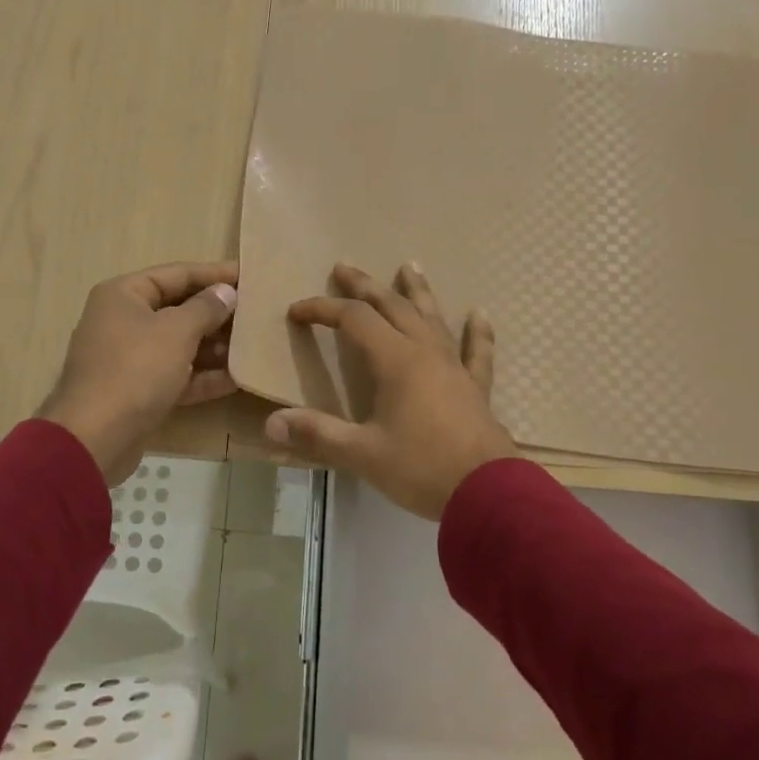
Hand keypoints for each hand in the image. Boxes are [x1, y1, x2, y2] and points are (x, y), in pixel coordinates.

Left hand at [39, 261, 239, 485]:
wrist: (96, 437)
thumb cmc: (136, 369)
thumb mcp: (176, 331)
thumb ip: (206, 308)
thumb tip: (226, 292)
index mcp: (124, 295)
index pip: (176, 274)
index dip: (214, 274)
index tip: (249, 276)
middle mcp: (123, 321)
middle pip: (178, 309)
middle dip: (217, 314)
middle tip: (257, 314)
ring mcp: (129, 359)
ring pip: (179, 345)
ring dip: (214, 347)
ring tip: (253, 346)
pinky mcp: (138, 392)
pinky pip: (176, 376)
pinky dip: (202, 376)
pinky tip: (238, 379)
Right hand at [267, 262, 516, 518]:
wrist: (486, 492)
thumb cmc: (421, 468)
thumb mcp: (362, 454)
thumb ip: (317, 434)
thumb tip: (271, 423)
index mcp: (395, 361)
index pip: (353, 319)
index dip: (323, 309)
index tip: (297, 311)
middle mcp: (425, 353)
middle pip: (392, 307)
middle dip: (364, 286)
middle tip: (343, 266)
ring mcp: (454, 367)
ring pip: (432, 318)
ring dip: (417, 291)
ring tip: (409, 266)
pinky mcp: (475, 388)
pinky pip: (477, 352)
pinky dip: (477, 332)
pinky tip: (480, 314)